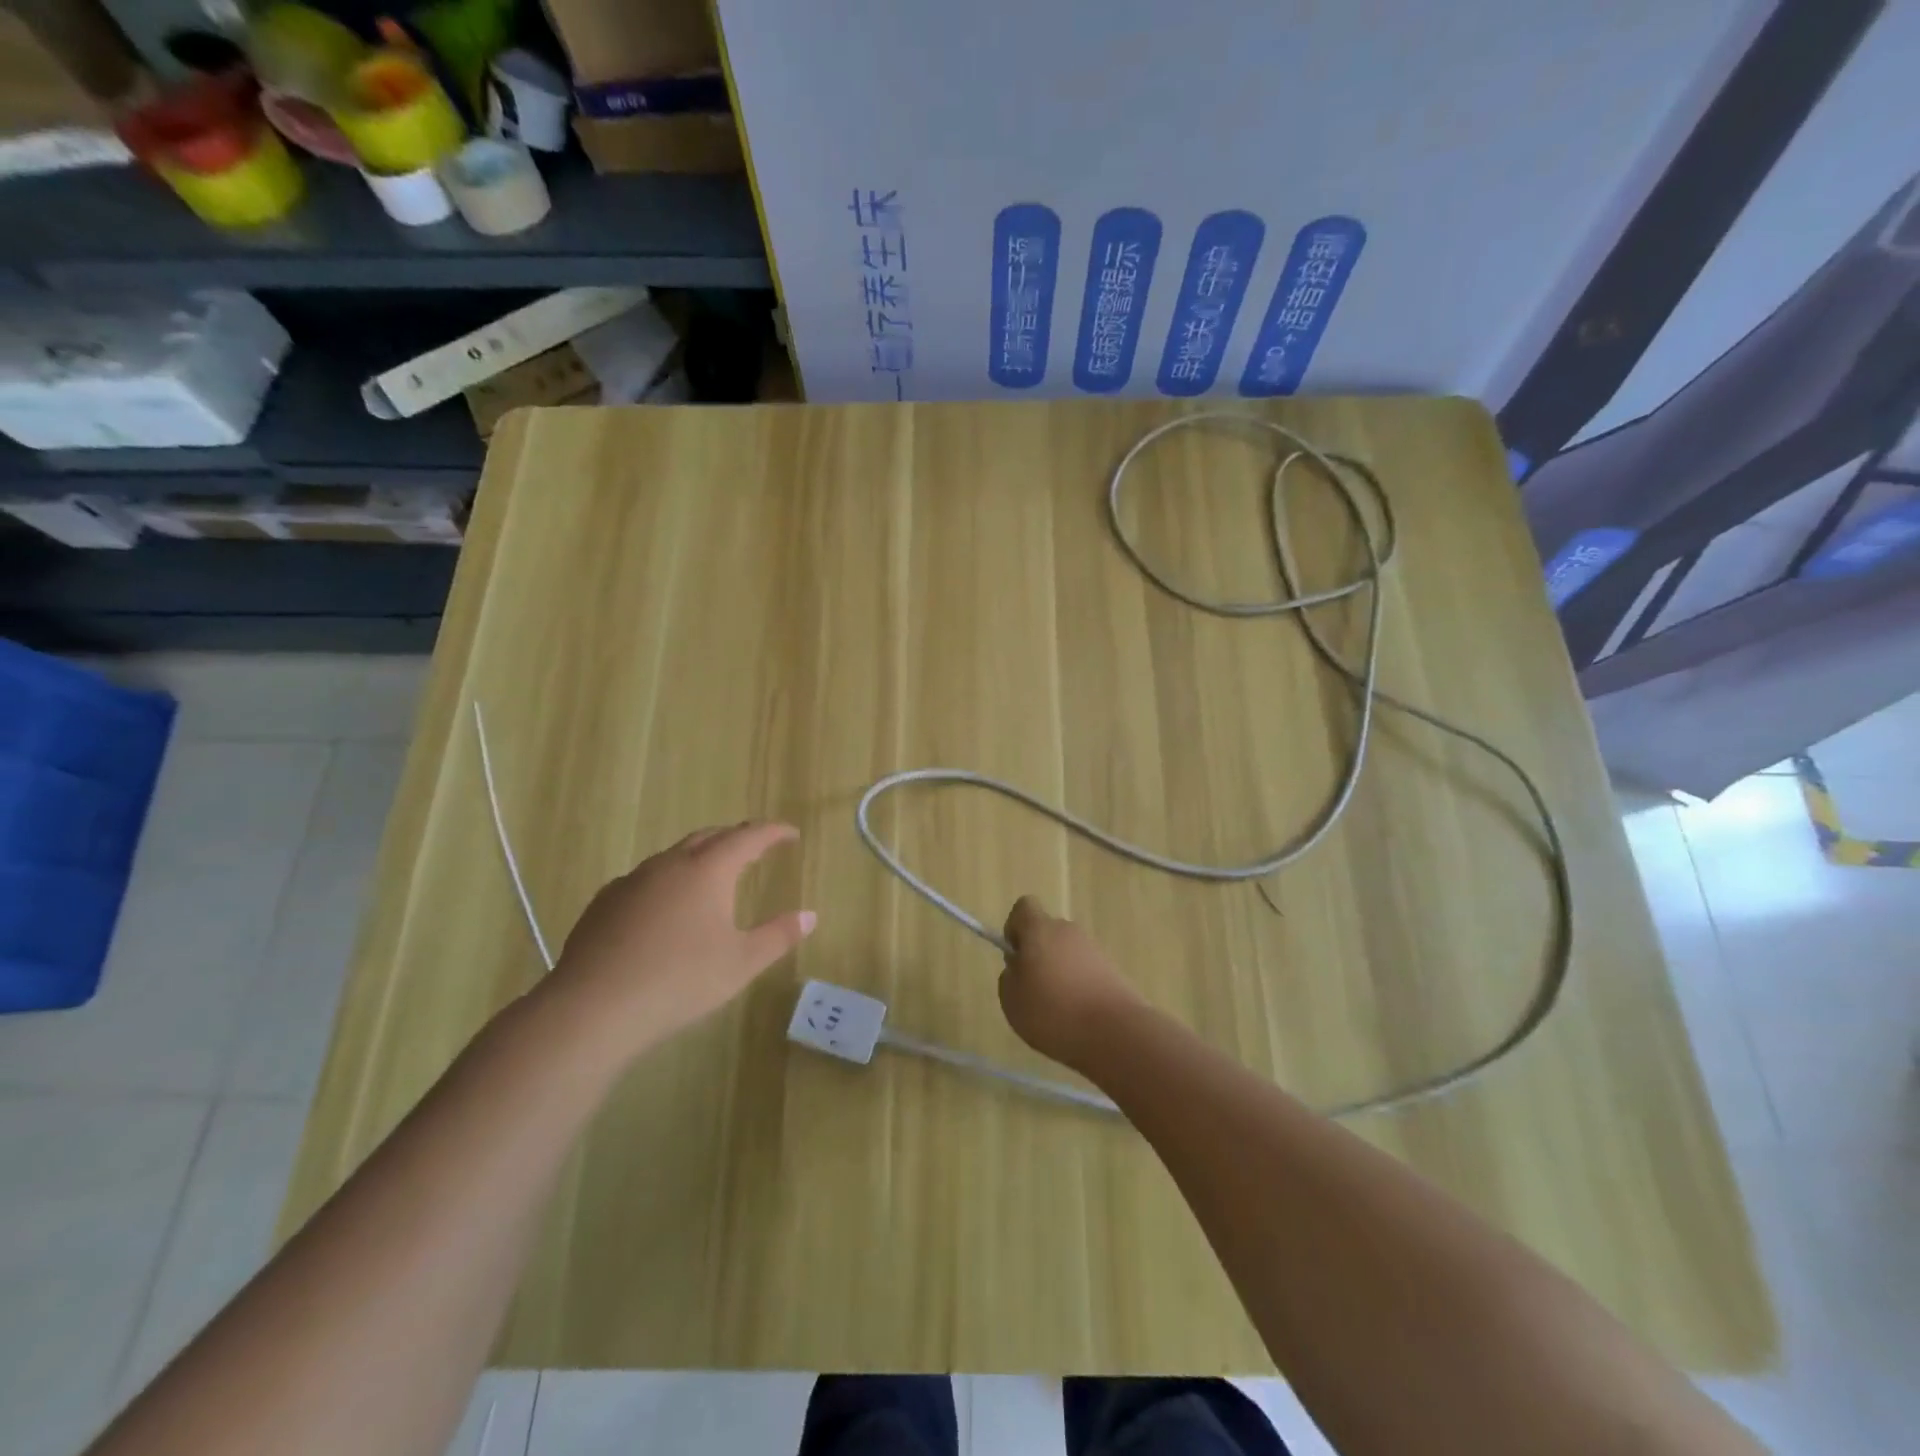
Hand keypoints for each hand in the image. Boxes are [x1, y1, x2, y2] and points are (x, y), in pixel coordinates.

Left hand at [546, 822, 815, 1058]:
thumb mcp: (741, 963)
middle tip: (755, 848)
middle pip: (708, 837)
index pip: (748, 837)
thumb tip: (810, 916)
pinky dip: (666, 882)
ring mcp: (631, 881)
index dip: (773, 832)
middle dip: (735, 838)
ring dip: (698, 858)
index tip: (791, 833)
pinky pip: (644, 880)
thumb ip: (778, 936)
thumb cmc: (680, 981)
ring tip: (711, 877)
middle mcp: (669, 864)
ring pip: (673, 856)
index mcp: (708, 870)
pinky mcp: (603, 903)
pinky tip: (664, 909)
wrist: (593, 1007)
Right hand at [998, 896, 1143, 1072]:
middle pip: (1047, 932)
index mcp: (1040, 930)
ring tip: (1057, 1009)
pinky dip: (1079, 986)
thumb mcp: (1012, 999)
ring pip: (1067, 953)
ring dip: (1059, 973)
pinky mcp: (1112, 969)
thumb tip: (1020, 968)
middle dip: (1038, 955)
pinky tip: (1078, 1015)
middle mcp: (1068, 931)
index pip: (1024, 907)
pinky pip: (1085, 970)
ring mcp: (1093, 949)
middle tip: (1033, 990)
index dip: (1015, 928)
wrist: (1114, 1031)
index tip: (1015, 956)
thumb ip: (1010, 977)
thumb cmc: (1053, 1011)